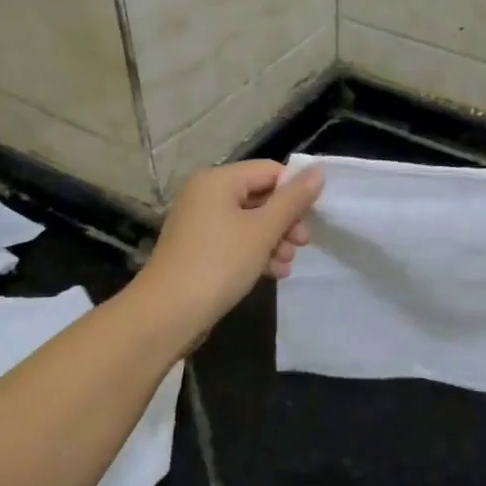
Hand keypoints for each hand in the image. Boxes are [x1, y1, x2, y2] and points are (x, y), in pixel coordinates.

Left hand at [135, 160, 323, 337]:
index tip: (314, 218)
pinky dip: (255, 252)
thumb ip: (293, 200)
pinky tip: (274, 273)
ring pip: (249, 222)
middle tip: (303, 244)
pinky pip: (235, 240)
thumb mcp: (263, 231)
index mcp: (218, 180)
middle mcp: (206, 194)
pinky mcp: (198, 248)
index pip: (269, 171)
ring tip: (287, 264)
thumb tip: (318, 172)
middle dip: (285, 221)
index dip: (295, 192)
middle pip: (260, 196)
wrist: (167, 314)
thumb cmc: (219, 264)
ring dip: (274, 240)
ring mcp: (200, 222)